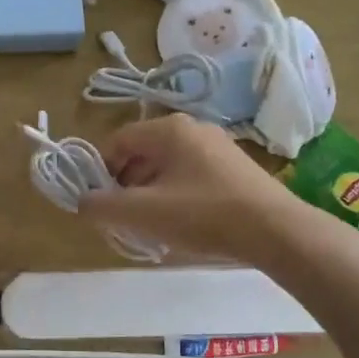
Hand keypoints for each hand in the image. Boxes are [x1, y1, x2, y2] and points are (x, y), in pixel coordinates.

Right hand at [79, 114, 305, 265]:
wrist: (275, 230)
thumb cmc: (204, 214)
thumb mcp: (144, 213)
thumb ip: (104, 206)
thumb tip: (82, 201)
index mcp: (168, 129)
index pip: (118, 141)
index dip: (101, 171)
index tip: (100, 203)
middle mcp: (192, 128)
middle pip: (143, 153)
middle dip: (127, 185)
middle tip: (124, 218)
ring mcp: (218, 145)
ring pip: (168, 166)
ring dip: (151, 192)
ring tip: (152, 226)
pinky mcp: (235, 167)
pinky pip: (192, 175)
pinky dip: (177, 194)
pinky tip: (184, 223)